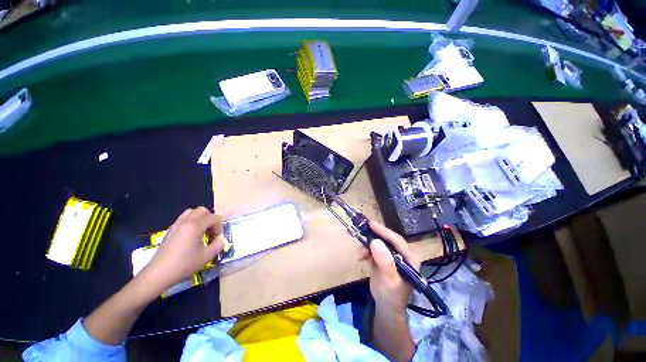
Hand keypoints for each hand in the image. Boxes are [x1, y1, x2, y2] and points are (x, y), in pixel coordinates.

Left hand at [138, 207, 223, 295]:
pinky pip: (183, 219)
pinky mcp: (169, 230)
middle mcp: (186, 221)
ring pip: (191, 212)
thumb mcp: (207, 256)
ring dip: (200, 219)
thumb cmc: (184, 264)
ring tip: (202, 231)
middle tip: (211, 231)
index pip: (214, 217)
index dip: (219, 226)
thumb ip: (218, 244)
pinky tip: (191, 236)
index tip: (217, 238)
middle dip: (210, 219)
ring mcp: (176, 225)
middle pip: (202, 210)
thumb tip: (220, 239)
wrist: (159, 273)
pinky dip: (191, 222)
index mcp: (196, 225)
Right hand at [360, 220, 419, 313]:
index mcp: (409, 258)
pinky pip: (373, 249)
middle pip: (387, 239)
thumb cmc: (391, 296)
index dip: (383, 231)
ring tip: (360, 252)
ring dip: (368, 244)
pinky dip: (366, 250)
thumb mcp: (389, 280)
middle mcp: (402, 254)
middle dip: (374, 235)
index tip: (370, 224)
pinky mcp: (383, 258)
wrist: (385, 308)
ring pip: (379, 243)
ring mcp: (392, 256)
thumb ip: (385, 261)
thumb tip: (375, 241)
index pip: (396, 240)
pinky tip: (361, 257)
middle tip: (362, 229)